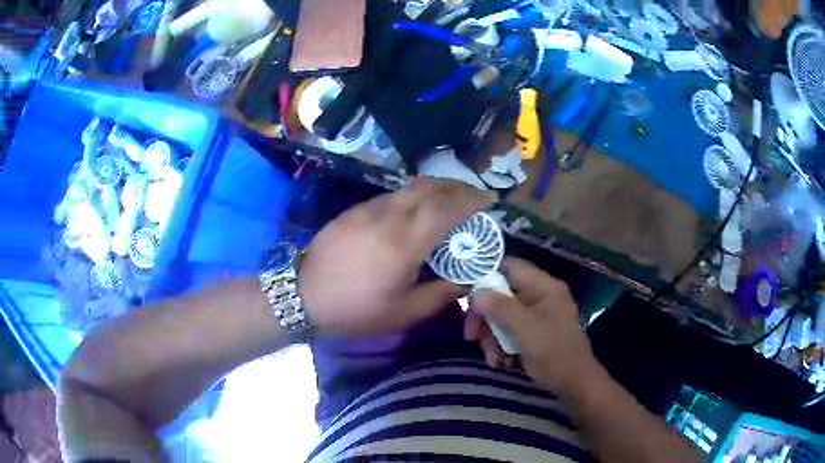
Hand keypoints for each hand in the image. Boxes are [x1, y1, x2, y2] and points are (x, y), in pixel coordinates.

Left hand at [299, 178, 495, 337]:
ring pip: (408, 188)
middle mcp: (388, 216)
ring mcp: (367, 209)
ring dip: (432, 190)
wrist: (302, 297)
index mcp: (405, 242)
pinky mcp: (352, 211)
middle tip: (472, 198)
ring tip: (444, 205)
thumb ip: (440, 294)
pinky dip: (409, 199)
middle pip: (429, 186)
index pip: (448, 207)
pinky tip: (410, 216)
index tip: (491, 198)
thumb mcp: (404, 312)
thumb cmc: (356, 310)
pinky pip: (389, 197)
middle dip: (456, 186)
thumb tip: (465, 281)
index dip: (473, 198)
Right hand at [470, 257, 600, 397]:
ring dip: (491, 337)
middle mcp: (538, 296)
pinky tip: (501, 362)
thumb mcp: (527, 330)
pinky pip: (507, 331)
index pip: (509, 267)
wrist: (574, 384)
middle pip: (500, 294)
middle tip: (471, 336)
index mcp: (543, 286)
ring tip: (493, 358)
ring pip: (500, 315)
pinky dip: (499, 346)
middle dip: (485, 317)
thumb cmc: (555, 354)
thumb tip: (475, 292)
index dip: (485, 276)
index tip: (466, 295)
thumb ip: (501, 308)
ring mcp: (535, 315)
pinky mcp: (531, 332)